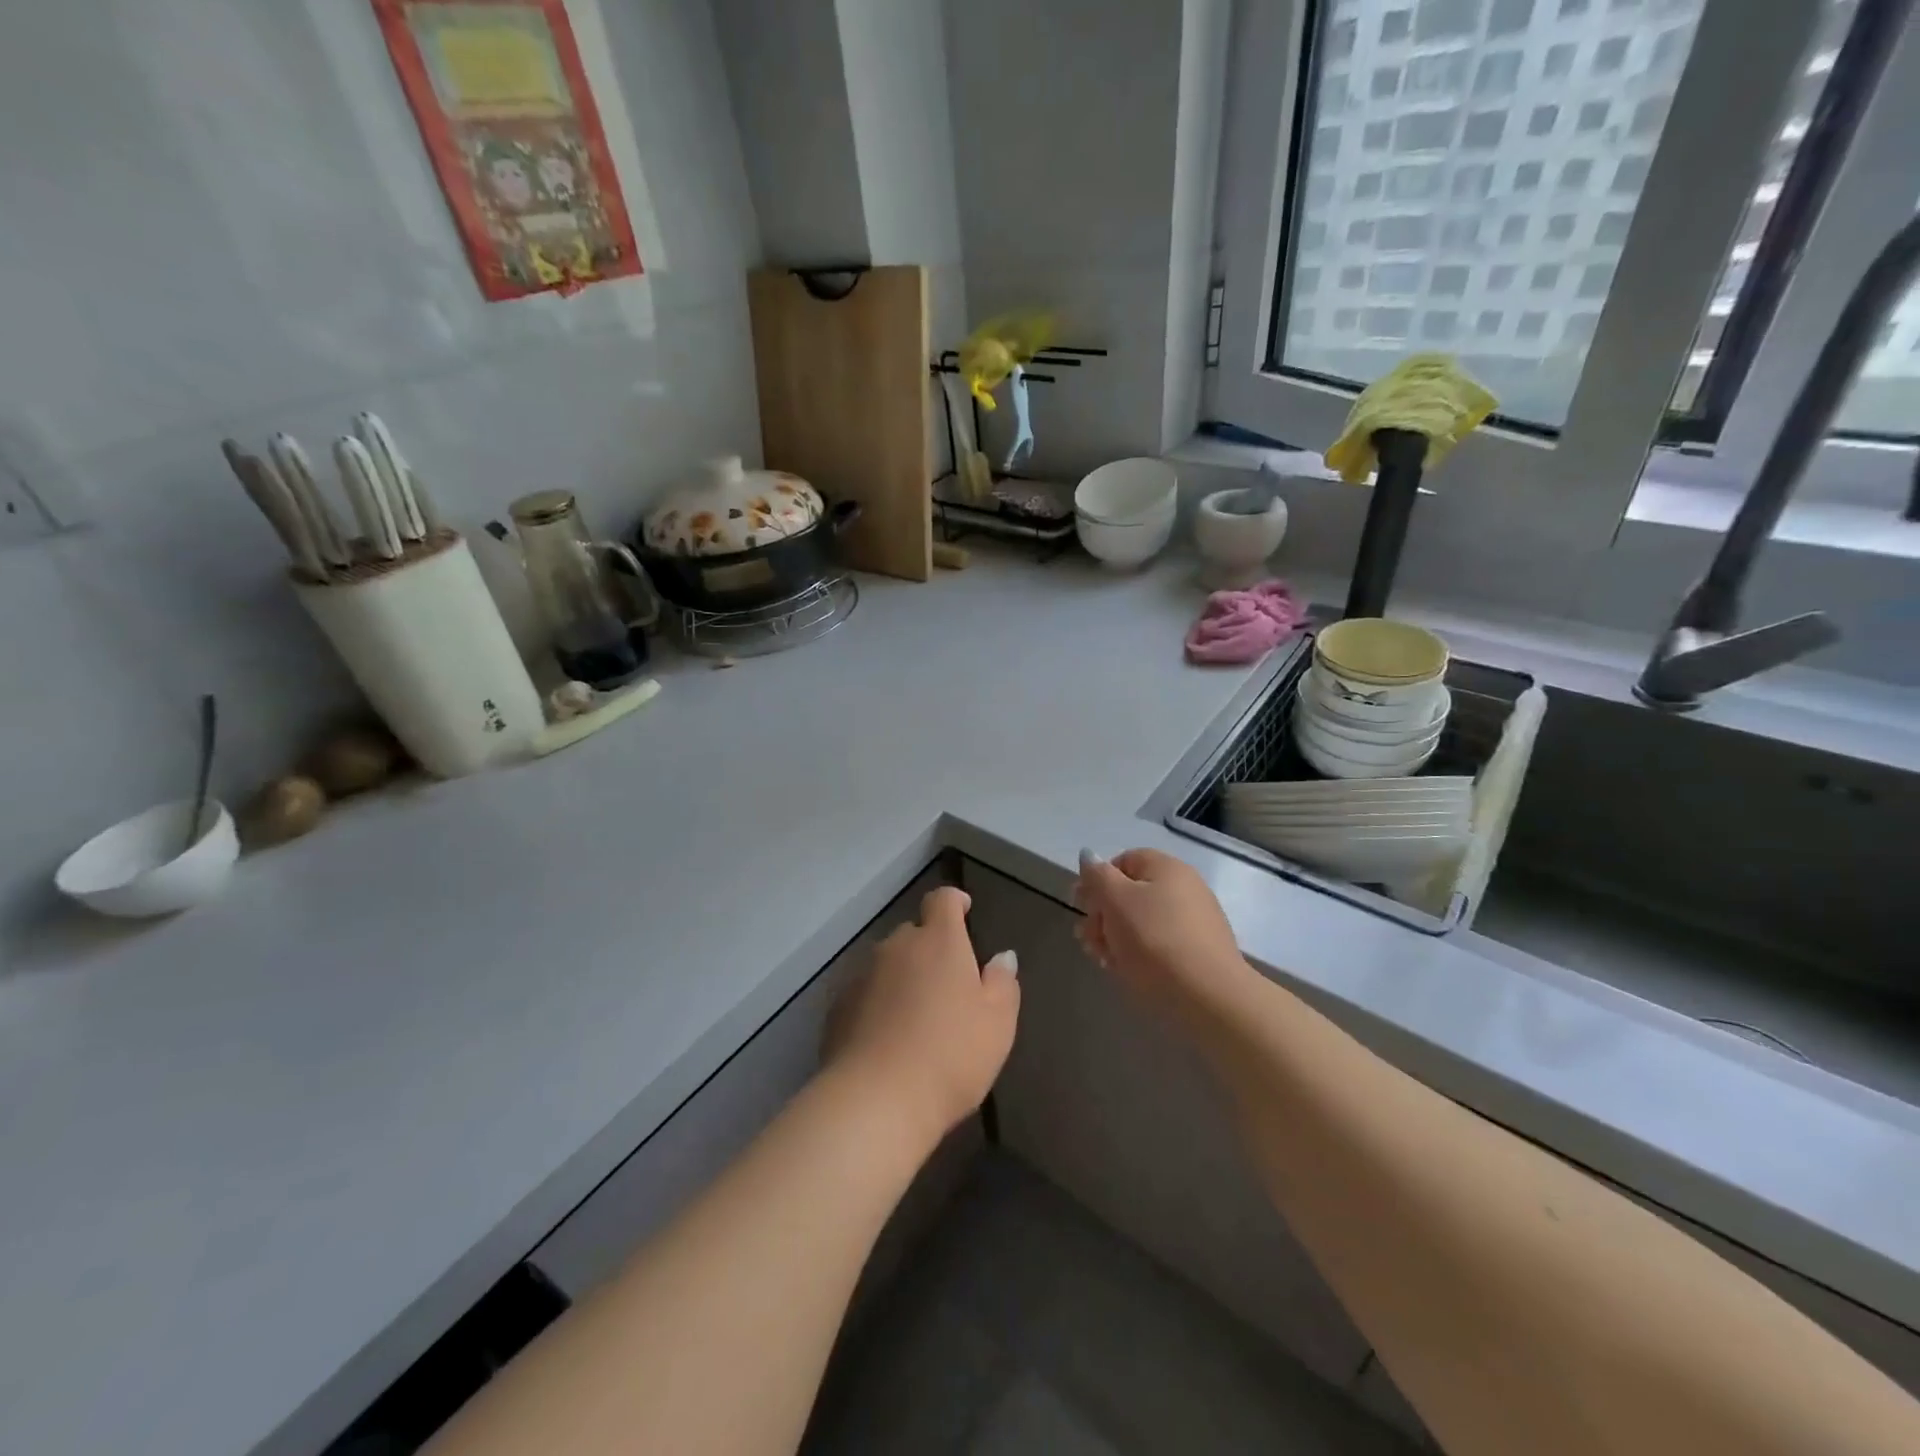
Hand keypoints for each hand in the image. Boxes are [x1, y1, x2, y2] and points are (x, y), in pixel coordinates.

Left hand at [825, 887, 1020, 1143]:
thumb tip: (1002, 957)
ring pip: (887, 964)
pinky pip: (865, 994)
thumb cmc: (951, 1055)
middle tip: (947, 984)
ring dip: (902, 978)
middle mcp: (897, 947)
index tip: (965, 911)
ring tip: (916, 1016)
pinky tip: (887, 1039)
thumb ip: (1002, 983)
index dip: (955, 902)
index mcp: (939, 941)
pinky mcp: (837, 1007)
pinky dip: (877, 1004)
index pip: (943, 900)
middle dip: (930, 949)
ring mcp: (862, 975)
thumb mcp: (997, 1023)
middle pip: (914, 934)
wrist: (876, 1100)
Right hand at [1074, 849, 1252, 1014]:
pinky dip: (1140, 953)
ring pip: (1143, 922)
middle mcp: (1185, 887)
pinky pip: (1160, 944)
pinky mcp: (1199, 952)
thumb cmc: (1154, 940)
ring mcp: (1195, 921)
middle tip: (1087, 938)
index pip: (1123, 861)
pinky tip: (1128, 971)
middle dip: (1103, 914)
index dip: (1097, 880)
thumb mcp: (1115, 901)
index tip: (1081, 906)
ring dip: (1116, 936)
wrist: (1208, 996)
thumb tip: (1088, 856)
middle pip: (1131, 893)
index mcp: (1167, 868)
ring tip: (1104, 959)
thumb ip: (1097, 875)